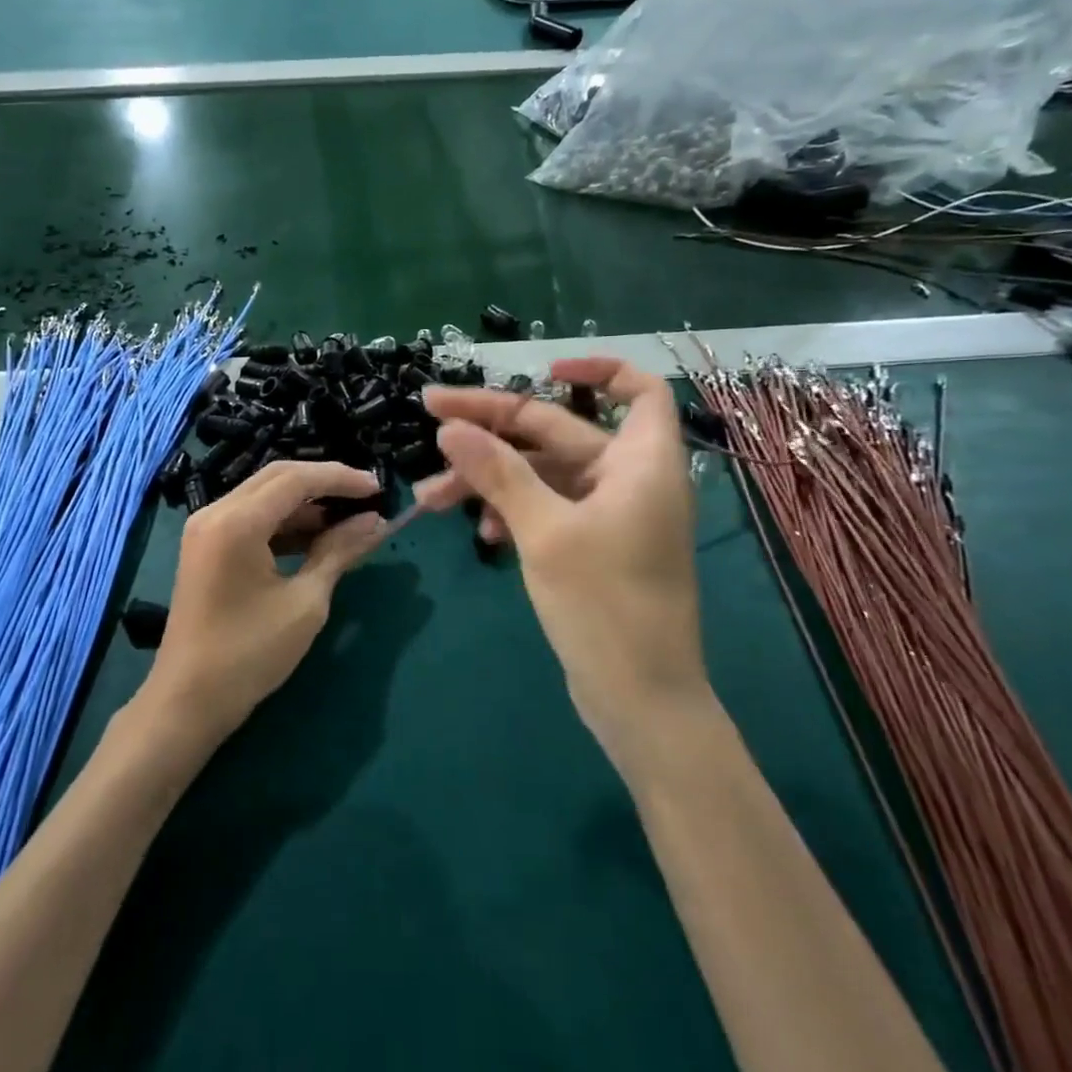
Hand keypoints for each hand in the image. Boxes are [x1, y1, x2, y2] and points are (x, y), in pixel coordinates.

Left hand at [144, 461, 388, 742]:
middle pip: (278, 477)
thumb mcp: (305, 602)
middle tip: (367, 496)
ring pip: (265, 495)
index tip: (378, 487)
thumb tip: (374, 521)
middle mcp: (215, 512)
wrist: (188, 701)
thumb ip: (339, 552)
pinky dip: (285, 521)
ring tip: (350, 518)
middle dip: (325, 483)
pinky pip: (252, 517)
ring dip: (306, 503)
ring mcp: (206, 528)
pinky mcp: (207, 545)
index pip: (296, 479)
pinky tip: (318, 537)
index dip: (340, 478)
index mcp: (236, 522)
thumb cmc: (250, 654)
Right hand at [416, 359, 704, 763]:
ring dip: (487, 478)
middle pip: (558, 430)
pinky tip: (479, 532)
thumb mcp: (545, 532)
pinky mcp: (589, 546)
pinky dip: (509, 511)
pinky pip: (544, 508)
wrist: (641, 703)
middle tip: (430, 416)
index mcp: (640, 463)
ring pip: (540, 474)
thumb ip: (498, 474)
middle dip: (492, 427)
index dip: (595, 368)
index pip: (636, 389)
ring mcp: (607, 515)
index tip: (539, 368)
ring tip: (430, 495)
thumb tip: (450, 427)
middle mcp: (627, 479)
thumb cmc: (604, 607)